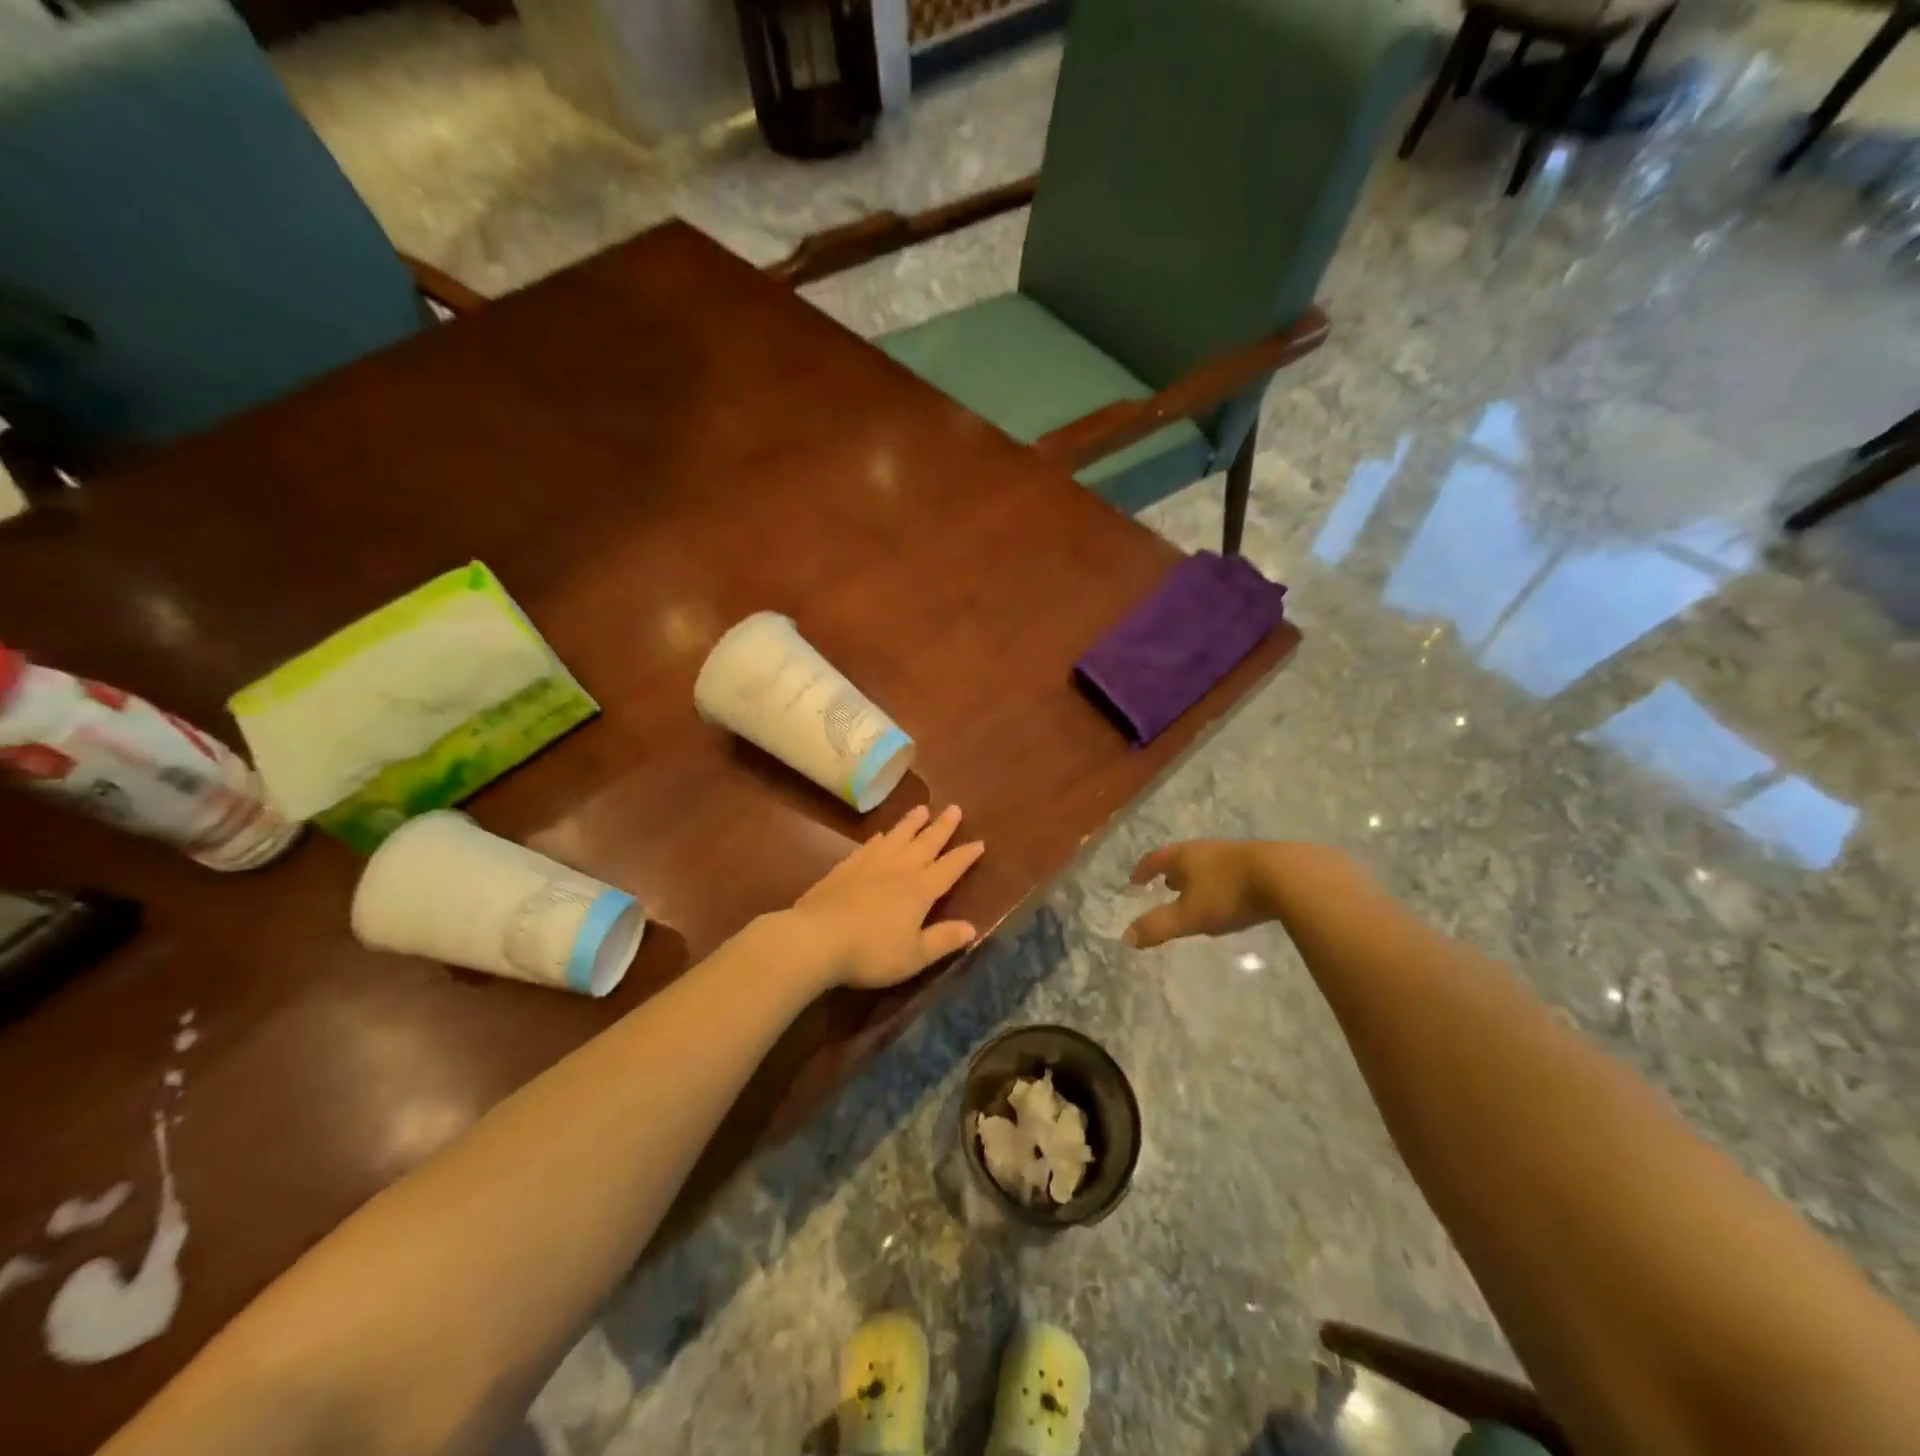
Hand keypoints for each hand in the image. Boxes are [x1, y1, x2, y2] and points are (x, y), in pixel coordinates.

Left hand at [788, 804, 985, 989]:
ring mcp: (869, 865)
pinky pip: (868, 847)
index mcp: (920, 890)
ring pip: (896, 838)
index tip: (979, 842)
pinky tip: (881, 835)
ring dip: (911, 824)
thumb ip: (943, 940)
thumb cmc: (871, 952)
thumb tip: (972, 928)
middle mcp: (898, 870)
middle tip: (954, 808)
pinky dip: (880, 839)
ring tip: (922, 809)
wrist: (816, 939)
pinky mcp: (844, 869)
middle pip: (925, 843)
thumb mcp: (914, 955)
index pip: (949, 868)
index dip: (965, 856)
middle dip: (942, 827)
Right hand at [1123, 840, 1281, 948]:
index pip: (1155, 859)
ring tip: (1196, 892)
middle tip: (1165, 887)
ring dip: (1197, 877)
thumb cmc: (1229, 893)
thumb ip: (1158, 927)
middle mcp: (1206, 850)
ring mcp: (1234, 854)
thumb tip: (1126, 937)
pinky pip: (1230, 871)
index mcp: (1184, 856)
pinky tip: (1231, 896)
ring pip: (1207, 863)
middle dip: (1172, 873)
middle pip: (1182, 858)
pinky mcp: (1260, 863)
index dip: (1143, 870)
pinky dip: (1220, 881)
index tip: (1134, 881)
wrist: (1287, 876)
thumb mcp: (1189, 915)